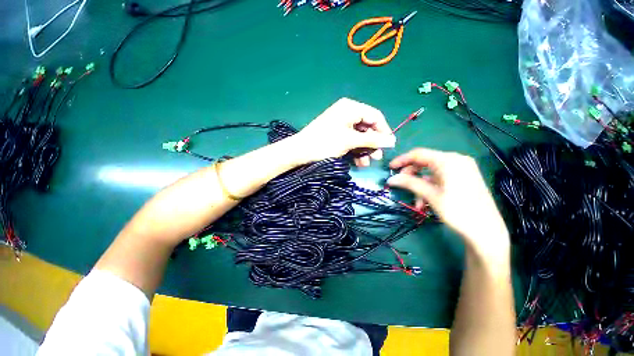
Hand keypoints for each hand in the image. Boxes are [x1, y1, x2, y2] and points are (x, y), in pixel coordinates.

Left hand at [292, 98, 395, 166]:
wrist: (300, 151)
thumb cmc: (325, 143)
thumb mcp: (350, 141)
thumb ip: (372, 140)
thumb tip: (393, 141)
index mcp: (351, 107)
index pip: (375, 116)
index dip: (384, 131)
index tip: (389, 146)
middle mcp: (347, 112)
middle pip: (367, 127)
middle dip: (373, 144)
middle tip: (377, 158)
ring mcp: (341, 124)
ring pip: (359, 136)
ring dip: (364, 150)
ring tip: (365, 164)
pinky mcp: (336, 133)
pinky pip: (351, 140)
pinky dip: (355, 150)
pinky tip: (357, 162)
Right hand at [387, 148, 509, 259]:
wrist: (486, 231)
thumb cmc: (458, 211)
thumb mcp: (430, 195)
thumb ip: (410, 183)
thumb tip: (391, 179)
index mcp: (448, 160)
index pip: (418, 154)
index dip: (402, 160)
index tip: (390, 168)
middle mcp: (456, 160)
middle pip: (424, 162)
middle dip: (411, 175)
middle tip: (401, 185)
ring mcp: (461, 169)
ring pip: (431, 172)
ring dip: (419, 185)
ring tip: (416, 202)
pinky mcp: (463, 177)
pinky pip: (440, 178)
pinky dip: (430, 187)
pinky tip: (425, 201)